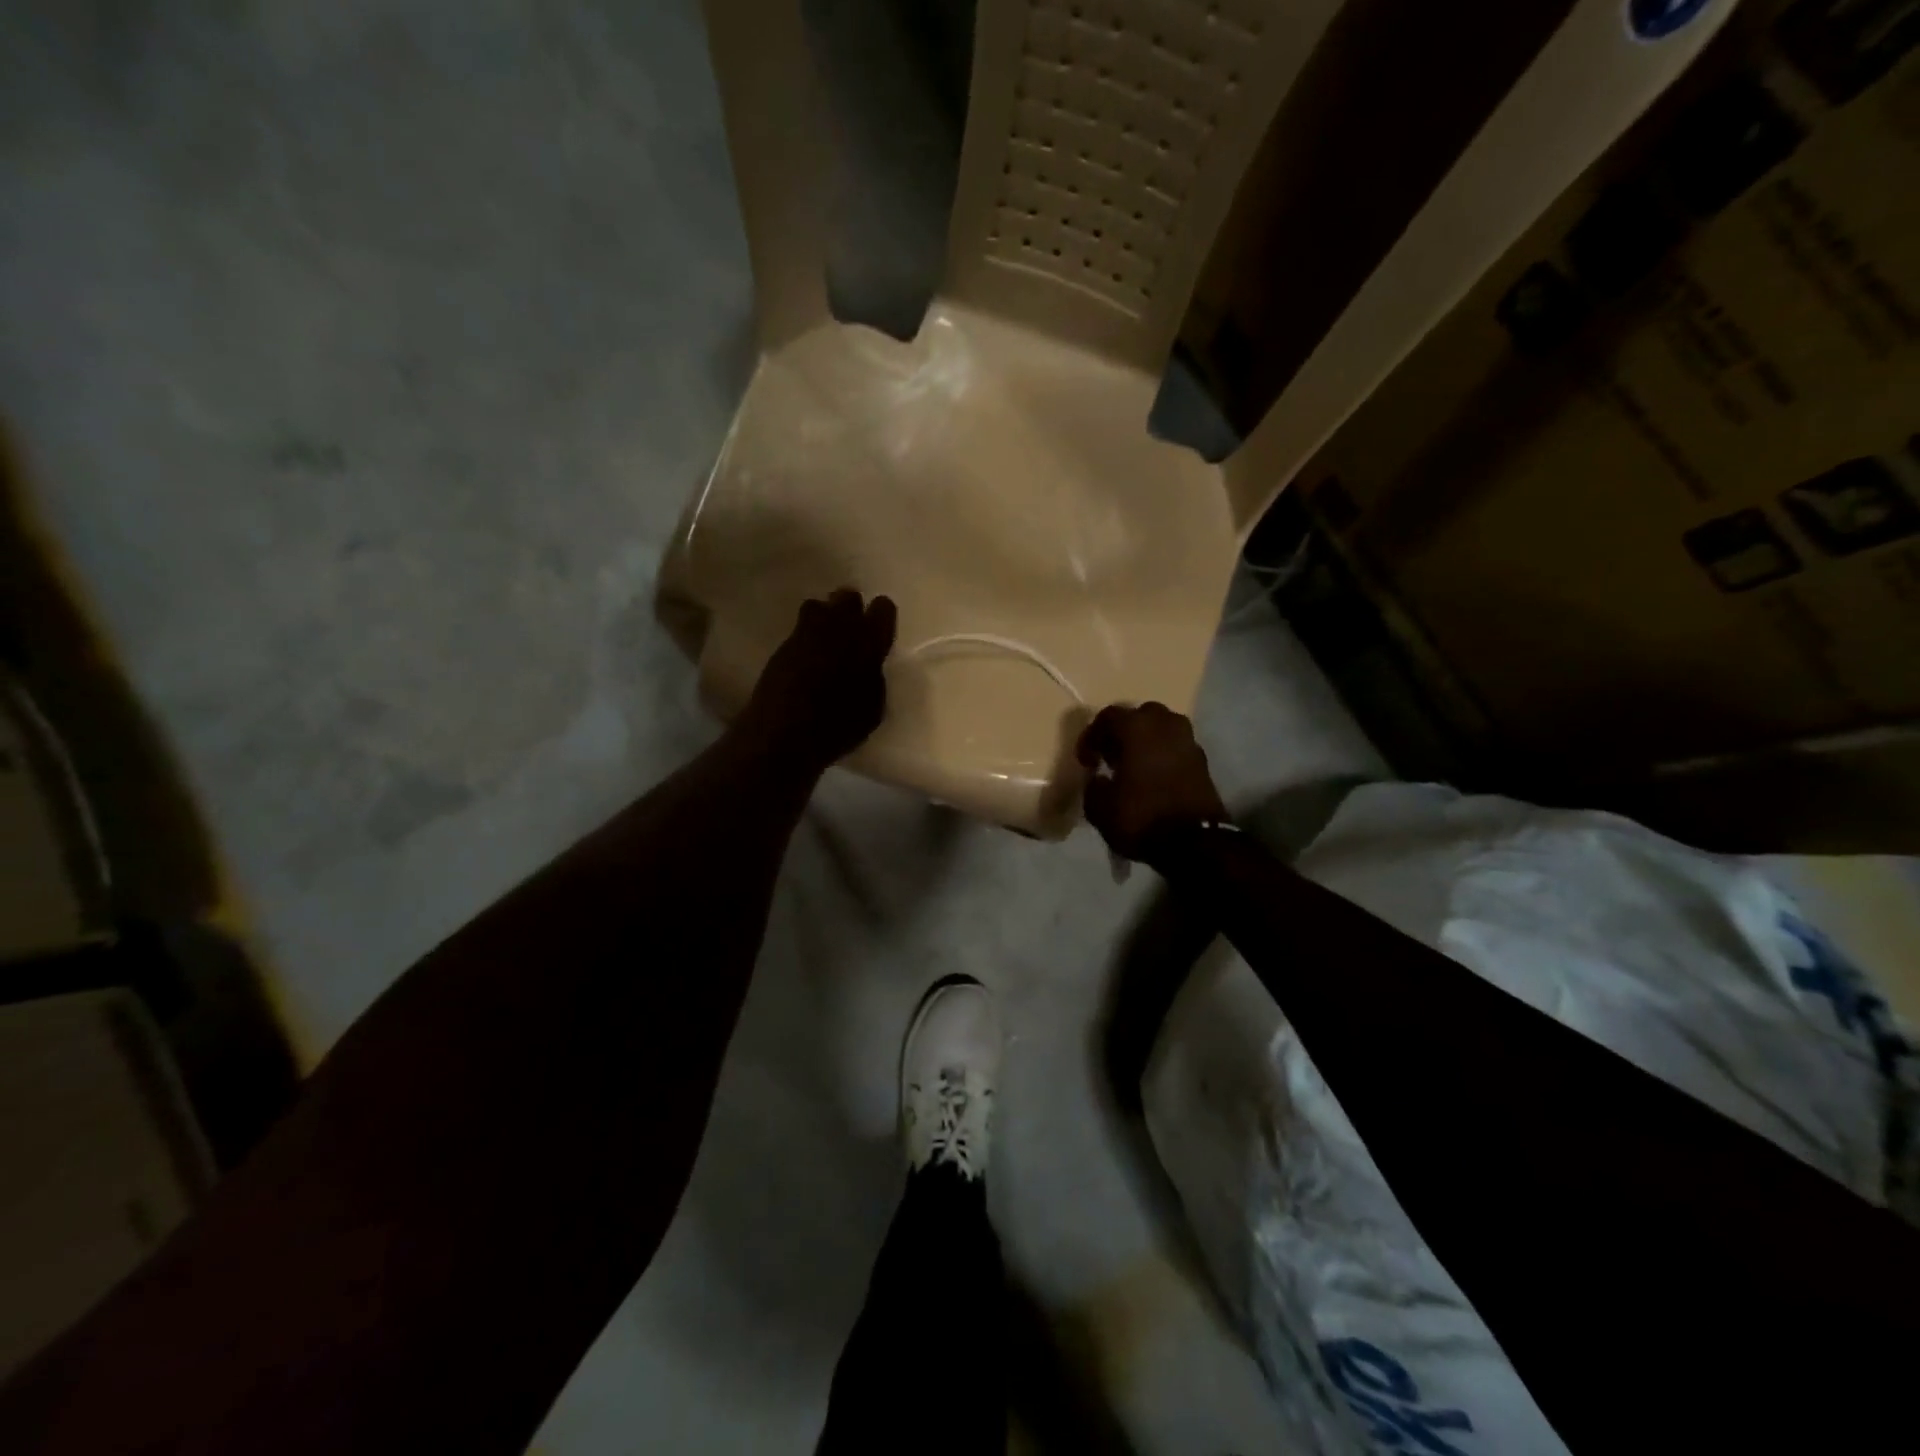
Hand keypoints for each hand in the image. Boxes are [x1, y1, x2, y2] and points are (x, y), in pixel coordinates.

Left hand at [737, 588, 897, 774]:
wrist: (784, 734)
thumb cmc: (838, 726)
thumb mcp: (872, 708)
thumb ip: (874, 677)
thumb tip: (869, 666)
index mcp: (868, 641)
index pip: (883, 608)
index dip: (882, 617)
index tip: (880, 633)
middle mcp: (837, 627)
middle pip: (847, 597)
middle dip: (851, 609)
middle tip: (852, 632)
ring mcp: (805, 633)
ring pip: (818, 606)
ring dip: (824, 618)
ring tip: (825, 642)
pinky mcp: (781, 646)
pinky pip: (799, 631)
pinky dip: (805, 640)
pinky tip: (805, 663)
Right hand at [1077, 703, 1226, 864]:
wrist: (1194, 842)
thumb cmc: (1141, 817)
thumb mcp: (1099, 808)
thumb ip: (1093, 787)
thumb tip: (1099, 779)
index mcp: (1136, 727)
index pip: (1108, 717)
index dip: (1091, 737)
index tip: (1086, 761)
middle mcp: (1165, 724)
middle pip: (1140, 716)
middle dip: (1123, 732)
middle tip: (1111, 756)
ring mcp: (1188, 741)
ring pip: (1162, 729)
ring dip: (1146, 742)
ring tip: (1134, 766)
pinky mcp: (1203, 761)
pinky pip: (1176, 748)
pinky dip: (1164, 756)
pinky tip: (1154, 778)